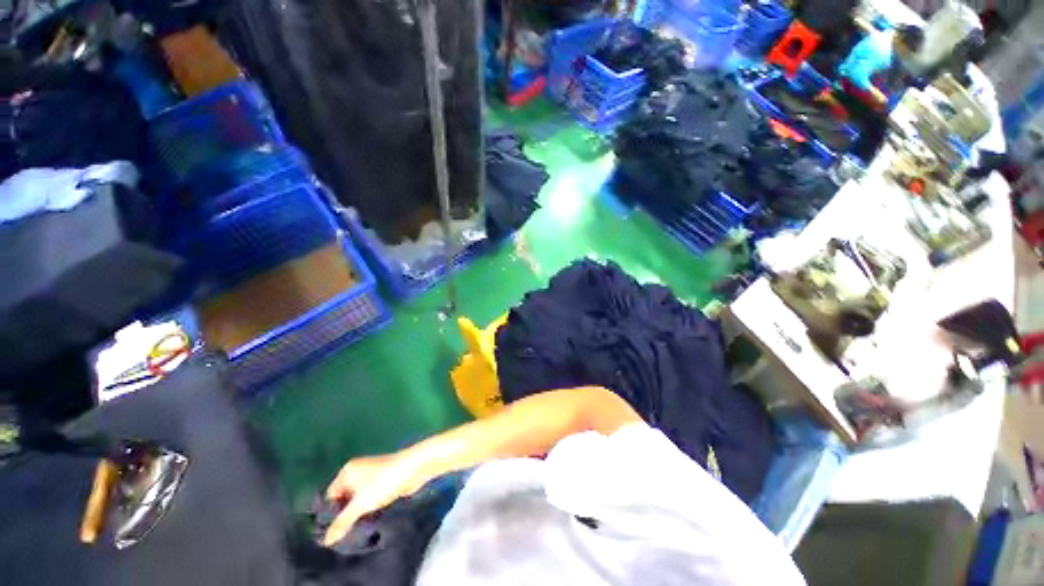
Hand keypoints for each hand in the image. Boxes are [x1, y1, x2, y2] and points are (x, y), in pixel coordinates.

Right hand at [322, 453, 425, 545]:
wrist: (414, 468)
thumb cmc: (384, 481)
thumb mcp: (360, 504)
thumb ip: (342, 522)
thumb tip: (326, 540)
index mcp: (347, 471)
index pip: (330, 496)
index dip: (329, 514)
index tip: (330, 534)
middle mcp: (358, 471)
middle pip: (344, 498)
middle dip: (344, 514)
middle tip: (342, 536)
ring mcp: (372, 476)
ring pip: (358, 499)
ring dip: (358, 513)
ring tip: (354, 533)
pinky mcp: (384, 481)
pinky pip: (370, 498)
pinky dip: (369, 509)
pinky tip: (368, 523)